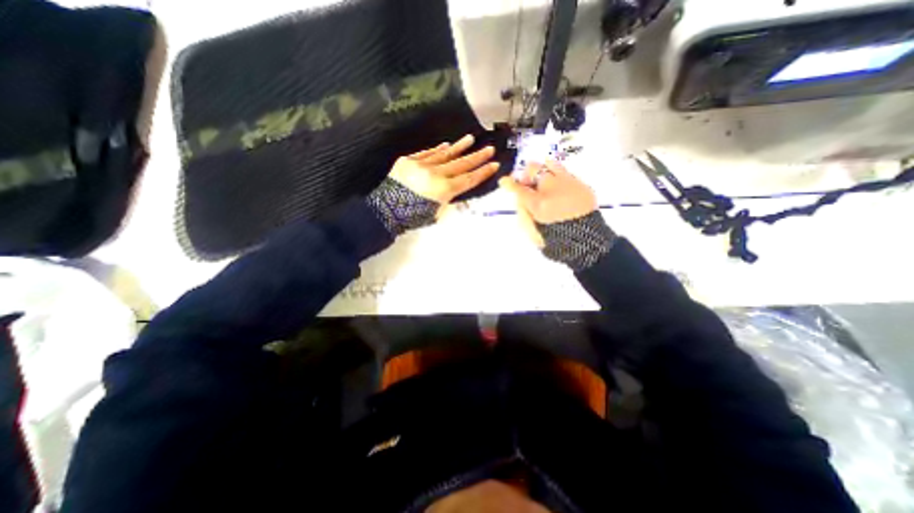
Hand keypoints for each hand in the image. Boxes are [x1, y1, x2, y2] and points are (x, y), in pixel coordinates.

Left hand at [366, 133, 503, 235]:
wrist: (385, 210)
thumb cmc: (412, 217)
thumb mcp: (436, 214)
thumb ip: (449, 201)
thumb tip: (459, 192)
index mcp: (444, 190)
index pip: (469, 179)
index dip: (482, 172)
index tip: (494, 165)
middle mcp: (436, 174)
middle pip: (461, 164)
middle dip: (477, 157)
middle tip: (489, 149)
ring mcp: (422, 165)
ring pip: (445, 154)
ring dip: (459, 147)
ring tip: (470, 138)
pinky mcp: (409, 160)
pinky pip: (427, 153)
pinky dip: (438, 149)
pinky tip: (447, 145)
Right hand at [497, 161, 608, 272]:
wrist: (587, 242)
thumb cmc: (557, 241)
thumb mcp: (533, 233)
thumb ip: (524, 214)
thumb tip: (520, 199)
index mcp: (539, 204)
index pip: (519, 189)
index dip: (509, 183)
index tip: (504, 181)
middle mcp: (552, 189)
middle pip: (533, 169)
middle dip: (525, 174)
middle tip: (525, 183)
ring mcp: (568, 184)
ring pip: (550, 164)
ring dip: (542, 170)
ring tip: (541, 178)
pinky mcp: (580, 184)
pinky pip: (565, 172)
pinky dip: (557, 175)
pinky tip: (557, 184)